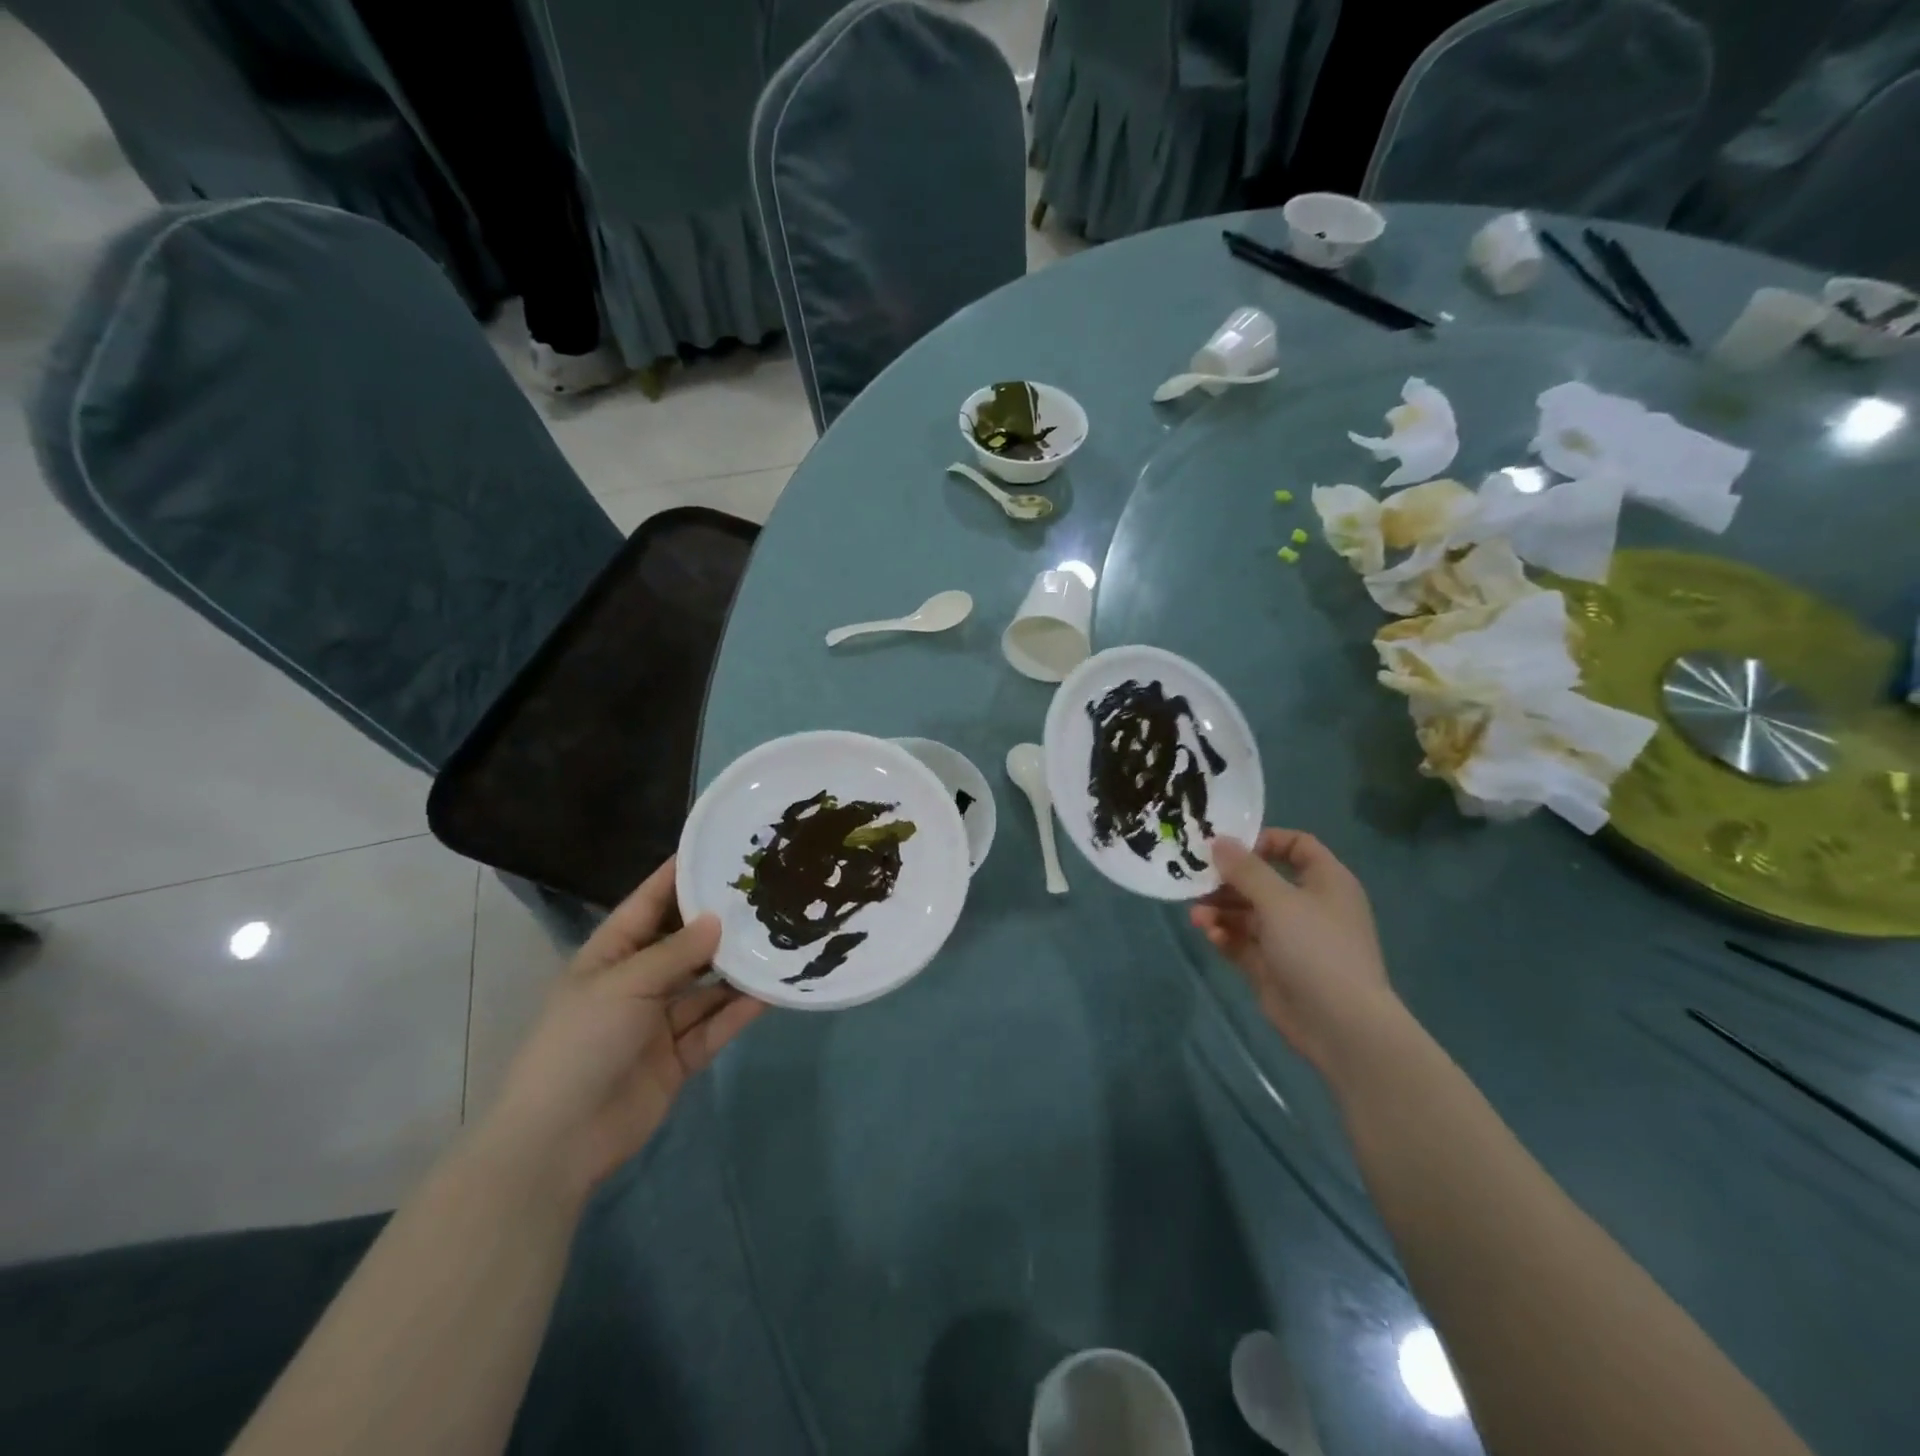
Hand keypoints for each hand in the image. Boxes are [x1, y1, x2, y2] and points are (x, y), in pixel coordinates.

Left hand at [481, 859, 765, 1197]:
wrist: (558, 1141)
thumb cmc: (580, 1043)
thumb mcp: (624, 985)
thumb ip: (676, 952)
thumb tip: (718, 920)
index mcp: (609, 956)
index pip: (647, 905)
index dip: (677, 877)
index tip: (715, 850)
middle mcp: (636, 983)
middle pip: (683, 944)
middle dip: (718, 924)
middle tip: (764, 895)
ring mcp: (658, 1022)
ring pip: (706, 986)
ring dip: (736, 969)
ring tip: (779, 939)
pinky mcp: (678, 1058)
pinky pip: (714, 1026)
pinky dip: (740, 1010)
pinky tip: (772, 991)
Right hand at [1191, 829, 1398, 1078]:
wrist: (1341, 1026)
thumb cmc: (1317, 948)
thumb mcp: (1278, 900)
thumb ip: (1245, 869)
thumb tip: (1219, 841)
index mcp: (1325, 882)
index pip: (1297, 846)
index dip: (1264, 841)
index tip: (1229, 847)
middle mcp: (1308, 906)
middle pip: (1262, 880)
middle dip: (1227, 881)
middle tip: (1196, 881)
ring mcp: (1290, 938)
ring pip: (1247, 913)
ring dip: (1220, 910)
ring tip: (1197, 916)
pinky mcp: (1272, 966)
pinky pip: (1242, 942)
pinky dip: (1225, 935)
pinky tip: (1211, 936)